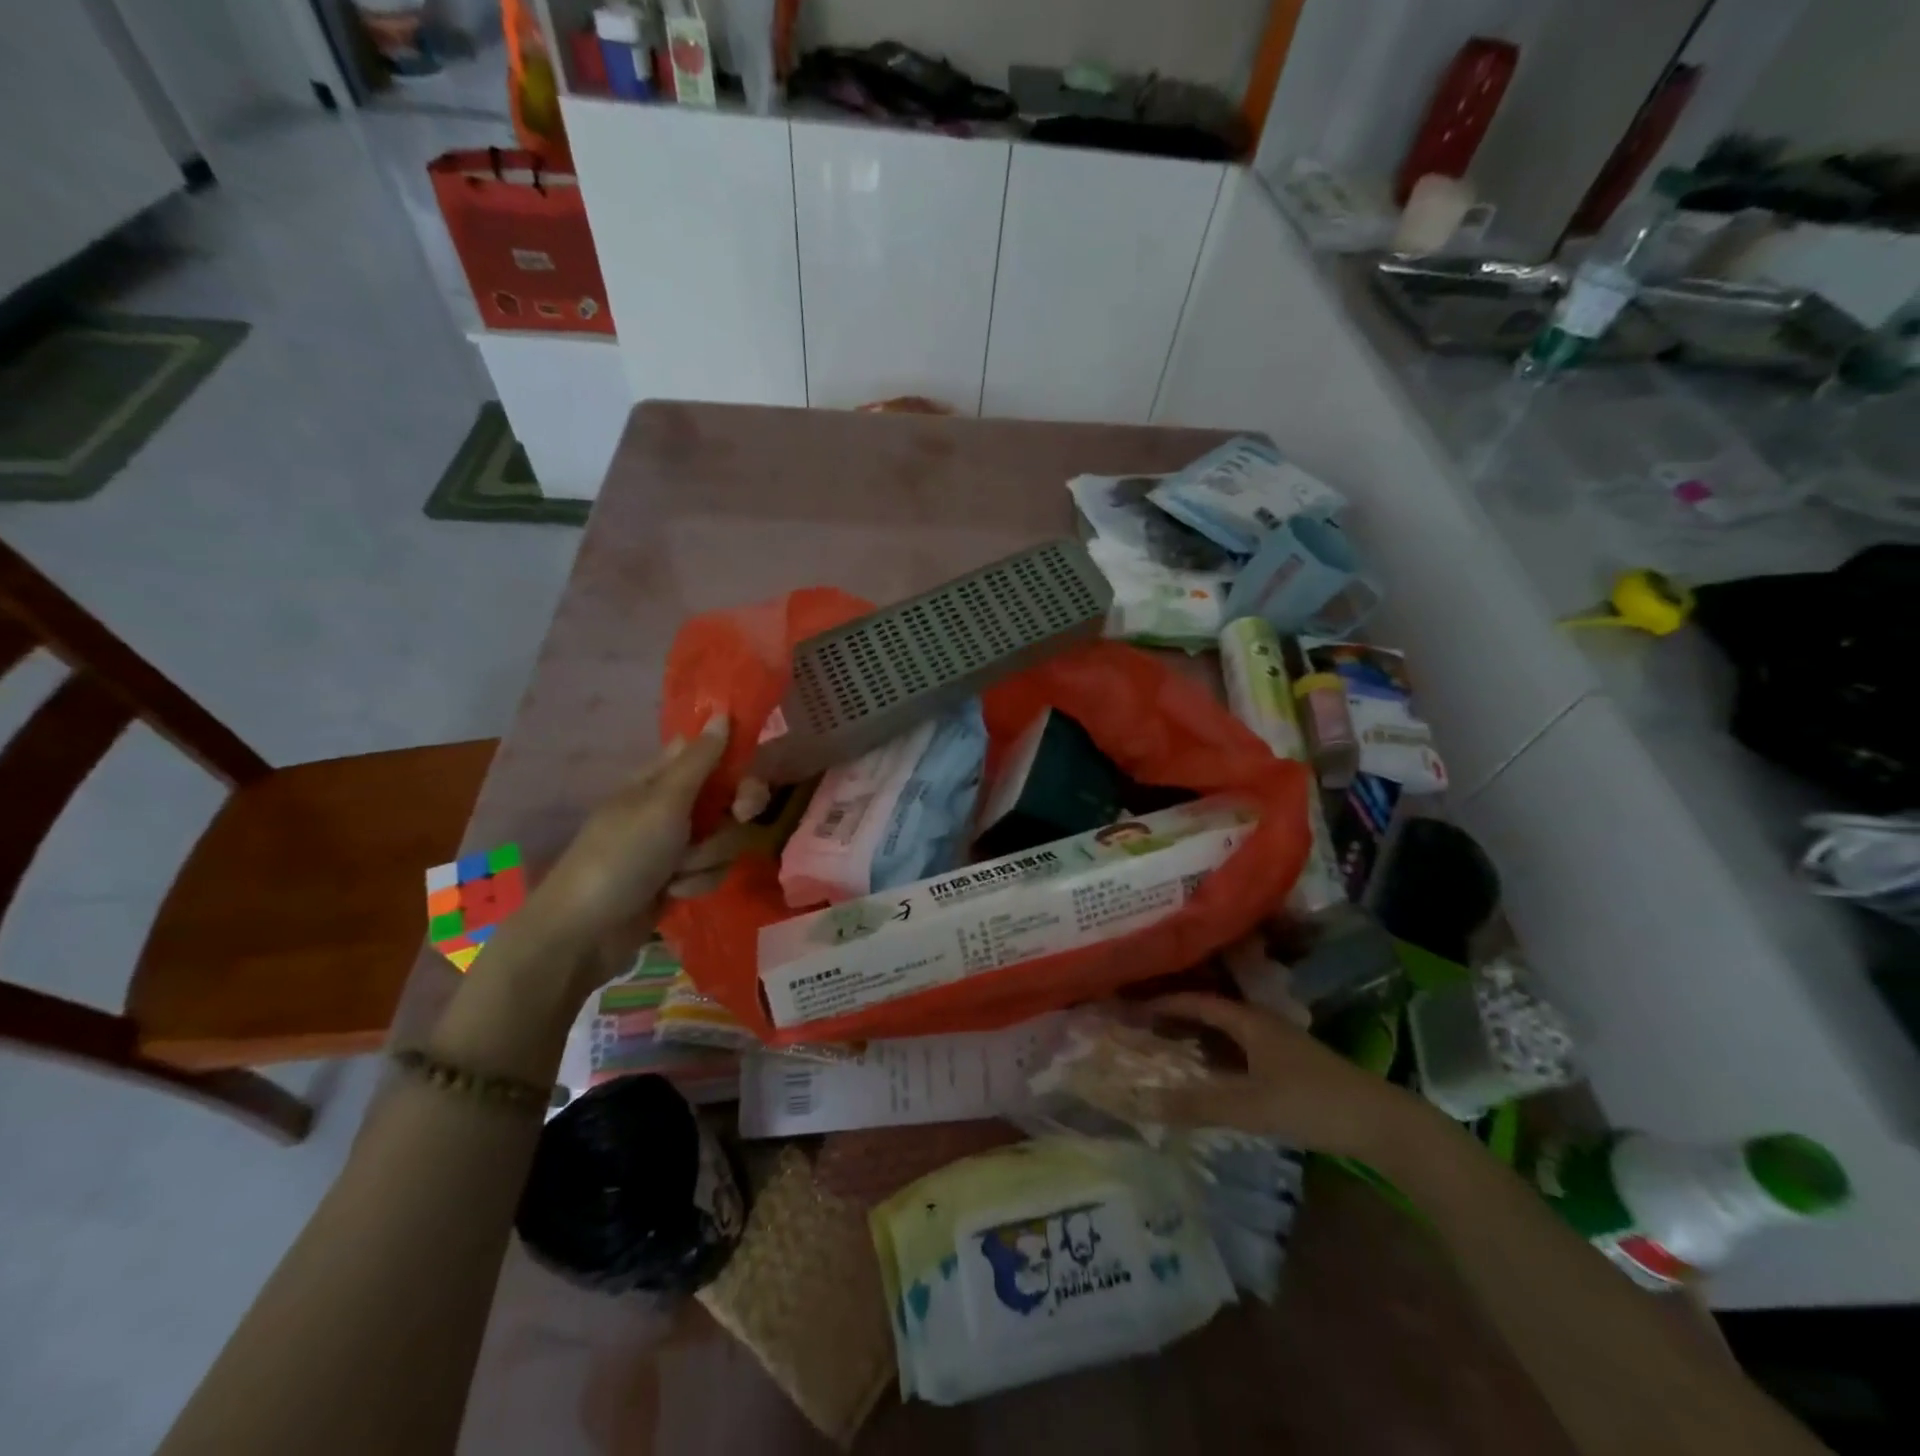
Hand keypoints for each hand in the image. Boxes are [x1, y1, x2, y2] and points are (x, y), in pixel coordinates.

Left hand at [524, 715, 730, 975]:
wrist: (585, 932)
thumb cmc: (621, 856)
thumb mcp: (663, 802)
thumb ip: (700, 761)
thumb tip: (722, 714)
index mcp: (658, 780)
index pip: (707, 754)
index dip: (733, 762)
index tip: (748, 775)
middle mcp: (669, 809)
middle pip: (727, 799)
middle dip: (734, 815)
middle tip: (739, 817)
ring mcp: (674, 847)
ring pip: (725, 839)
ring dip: (708, 858)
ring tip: (677, 873)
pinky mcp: (678, 880)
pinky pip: (712, 871)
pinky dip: (697, 883)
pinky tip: (673, 894)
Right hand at [1142, 992, 1426, 1159]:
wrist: (1383, 1124)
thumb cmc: (1313, 1103)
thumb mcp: (1250, 1106)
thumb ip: (1198, 1105)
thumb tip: (1144, 1103)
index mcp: (1250, 1021)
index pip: (1198, 1002)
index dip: (1166, 1003)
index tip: (1134, 1007)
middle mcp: (1262, 1024)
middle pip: (1212, 1013)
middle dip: (1177, 1018)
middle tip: (1143, 1027)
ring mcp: (1280, 1045)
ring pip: (1228, 1034)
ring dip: (1198, 1038)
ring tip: (1167, 1049)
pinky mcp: (1292, 1066)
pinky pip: (1242, 1052)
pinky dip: (1218, 1057)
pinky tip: (1211, 1076)